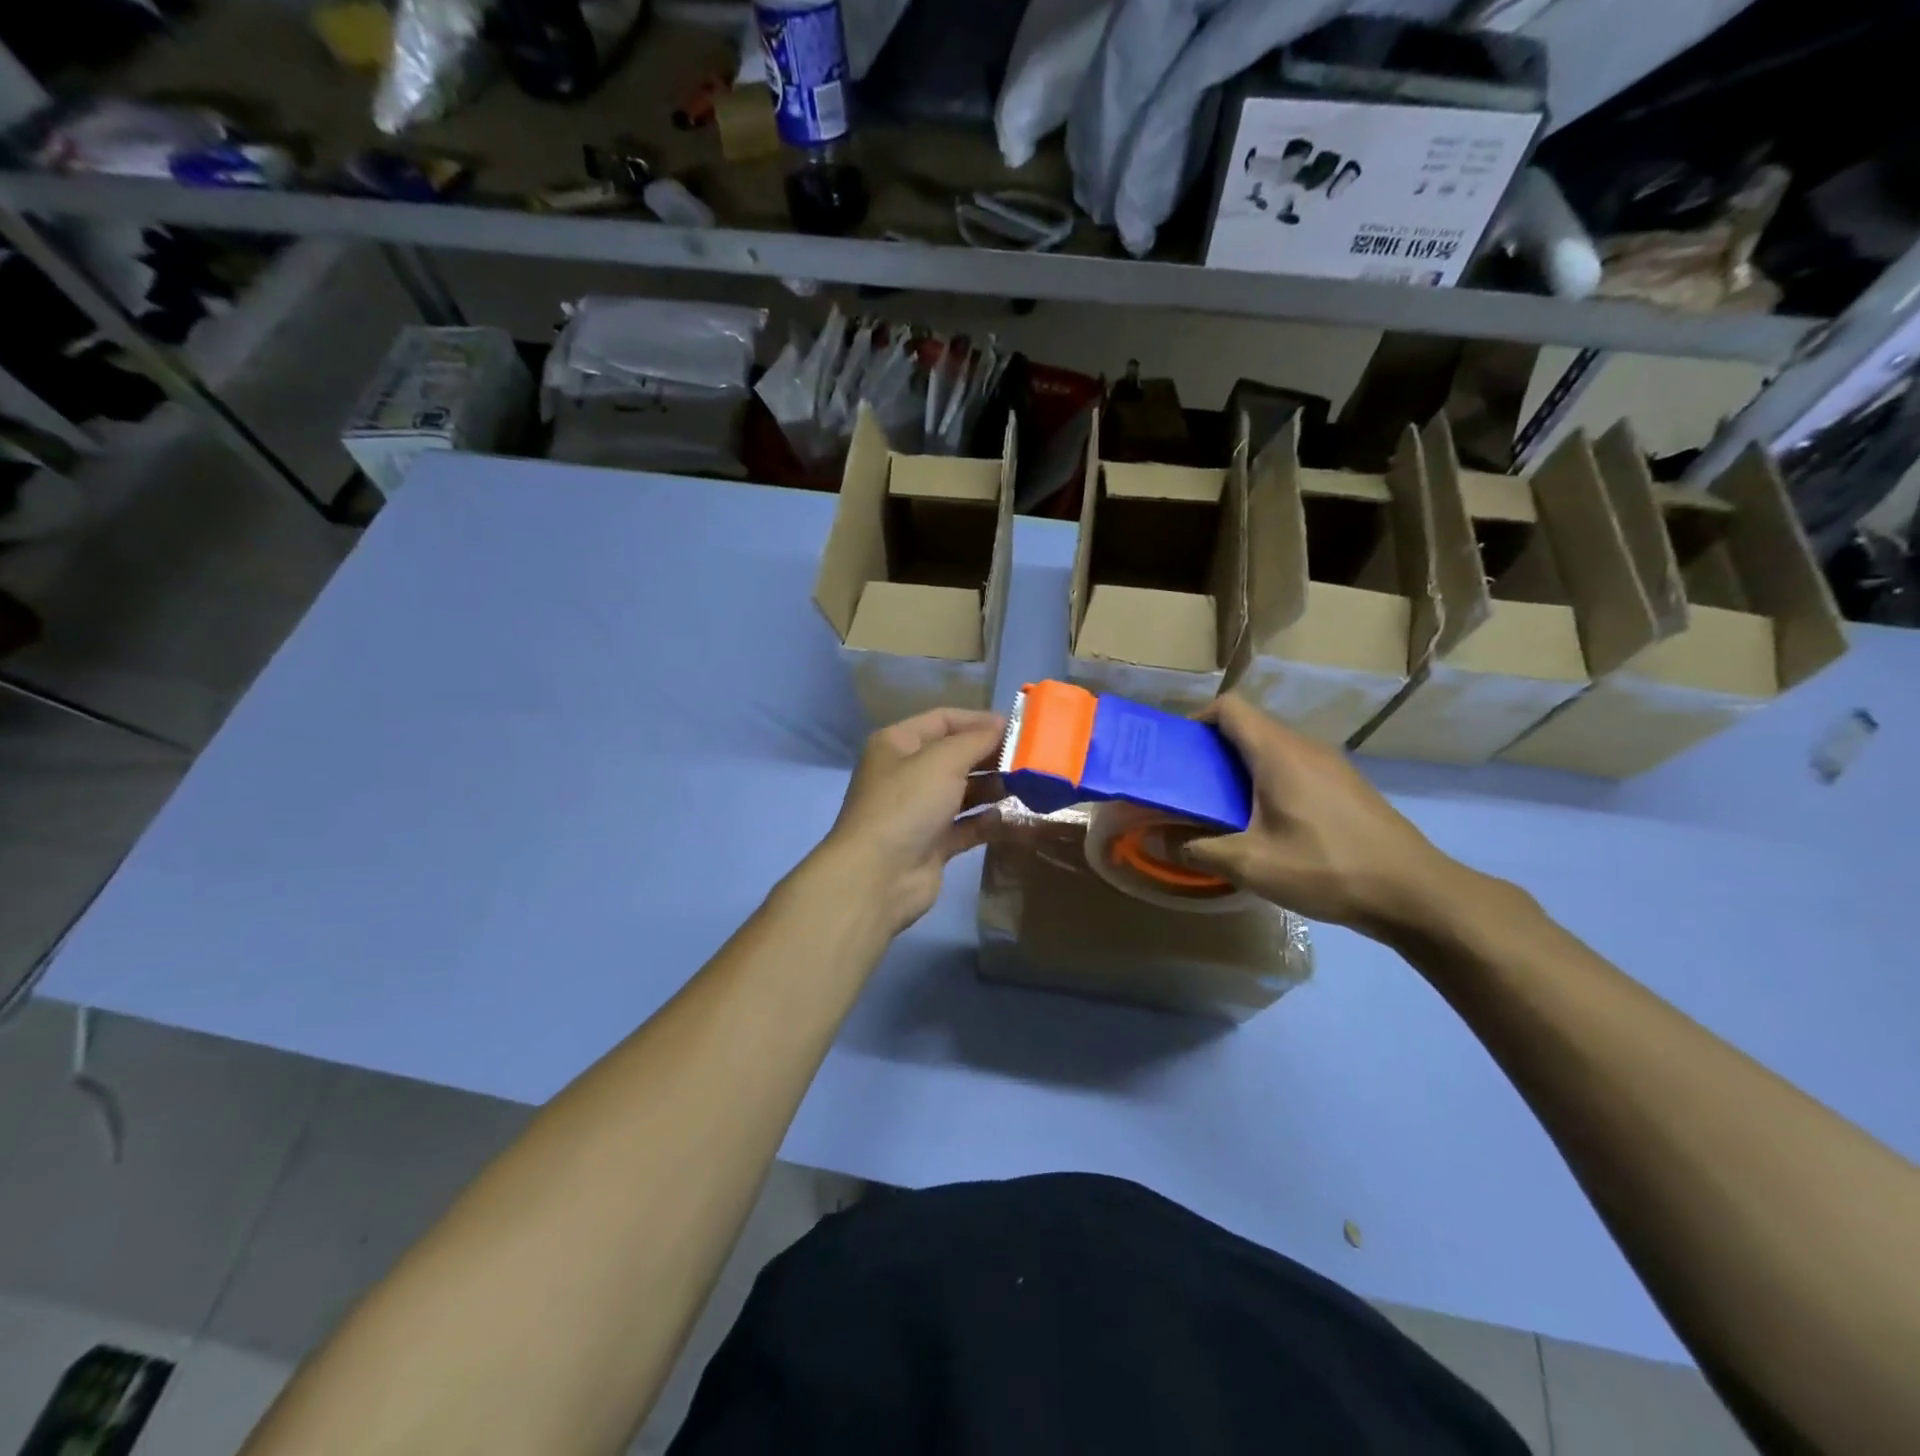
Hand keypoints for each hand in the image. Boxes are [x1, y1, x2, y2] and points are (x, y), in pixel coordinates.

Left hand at [815, 707, 1005, 936]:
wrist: (878, 876)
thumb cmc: (907, 804)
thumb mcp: (942, 760)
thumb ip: (977, 740)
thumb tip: (1002, 725)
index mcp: (897, 744)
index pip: (943, 720)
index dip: (979, 720)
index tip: (1018, 727)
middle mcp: (906, 773)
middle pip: (955, 755)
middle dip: (990, 755)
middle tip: (1030, 758)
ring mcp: (919, 810)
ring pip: (963, 792)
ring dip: (993, 787)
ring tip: (1028, 785)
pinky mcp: (933, 843)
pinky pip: (967, 826)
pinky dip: (987, 821)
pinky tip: (1010, 817)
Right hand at [1184, 695, 1472, 938]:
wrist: (1415, 893)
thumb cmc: (1326, 868)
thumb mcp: (1251, 865)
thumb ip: (1197, 849)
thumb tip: (1155, 839)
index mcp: (1278, 753)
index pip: (1229, 707)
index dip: (1196, 720)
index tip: (1177, 753)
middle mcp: (1305, 747)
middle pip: (1249, 727)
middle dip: (1212, 750)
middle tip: (1190, 787)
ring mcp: (1331, 765)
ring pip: (1273, 749)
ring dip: (1241, 768)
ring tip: (1223, 808)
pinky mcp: (1347, 786)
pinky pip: (1295, 767)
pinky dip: (1269, 781)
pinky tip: (1268, 824)